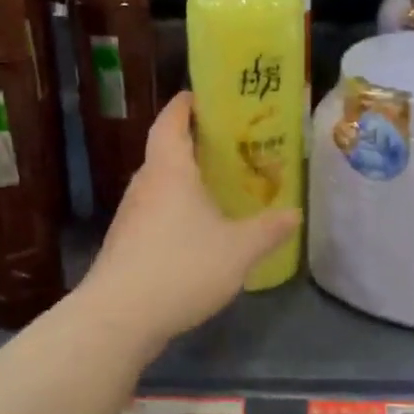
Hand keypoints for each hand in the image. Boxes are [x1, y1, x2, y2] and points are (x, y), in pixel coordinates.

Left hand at [83, 92, 298, 348]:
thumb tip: (295, 213)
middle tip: (229, 146)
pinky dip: (176, 210)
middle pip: (166, 151)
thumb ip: (269, 229)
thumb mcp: (239, 249)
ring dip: (185, 181)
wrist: (119, 318)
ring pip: (161, 185)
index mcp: (169, 170)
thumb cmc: (181, 267)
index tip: (203, 95)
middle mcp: (145, 184)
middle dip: (194, 144)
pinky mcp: (125, 244)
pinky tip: (197, 232)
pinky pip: (155, 213)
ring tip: (218, 187)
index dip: (185, 104)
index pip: (171, 121)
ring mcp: (131, 215)